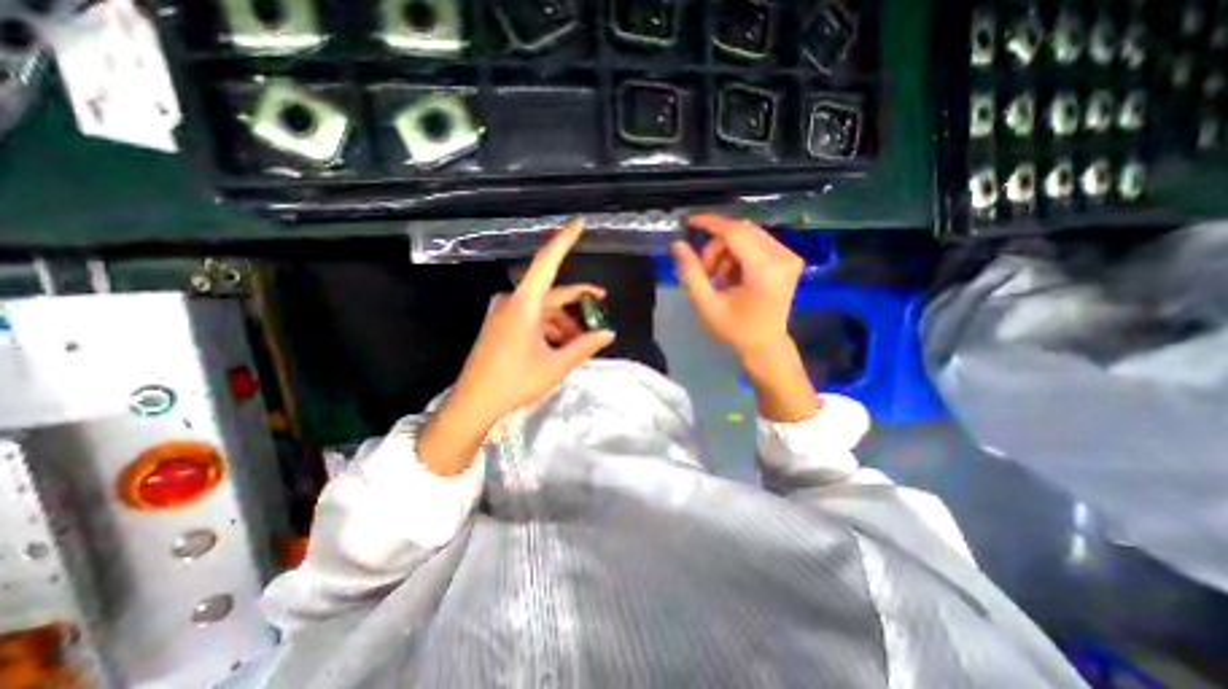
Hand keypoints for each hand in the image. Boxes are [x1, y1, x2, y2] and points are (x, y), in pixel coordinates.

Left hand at [450, 221, 613, 423]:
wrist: (474, 403)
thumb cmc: (515, 381)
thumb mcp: (556, 365)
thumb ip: (584, 346)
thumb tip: (609, 333)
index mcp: (524, 304)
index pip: (547, 262)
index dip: (565, 240)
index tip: (579, 223)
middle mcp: (512, 301)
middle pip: (552, 293)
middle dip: (577, 304)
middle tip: (600, 311)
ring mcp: (503, 312)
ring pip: (543, 308)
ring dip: (564, 321)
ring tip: (581, 342)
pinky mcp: (500, 324)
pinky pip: (531, 317)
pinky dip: (549, 326)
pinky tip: (561, 344)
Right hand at [671, 215, 806, 358]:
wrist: (765, 345)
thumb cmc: (735, 329)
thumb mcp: (706, 303)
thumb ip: (691, 272)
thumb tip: (677, 244)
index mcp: (765, 269)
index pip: (735, 232)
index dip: (710, 223)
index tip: (689, 221)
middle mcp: (783, 256)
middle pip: (741, 230)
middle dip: (716, 245)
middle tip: (705, 270)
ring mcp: (789, 256)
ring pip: (748, 234)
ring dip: (726, 250)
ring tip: (718, 278)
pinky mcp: (789, 259)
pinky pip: (757, 242)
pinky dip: (739, 253)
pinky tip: (733, 275)